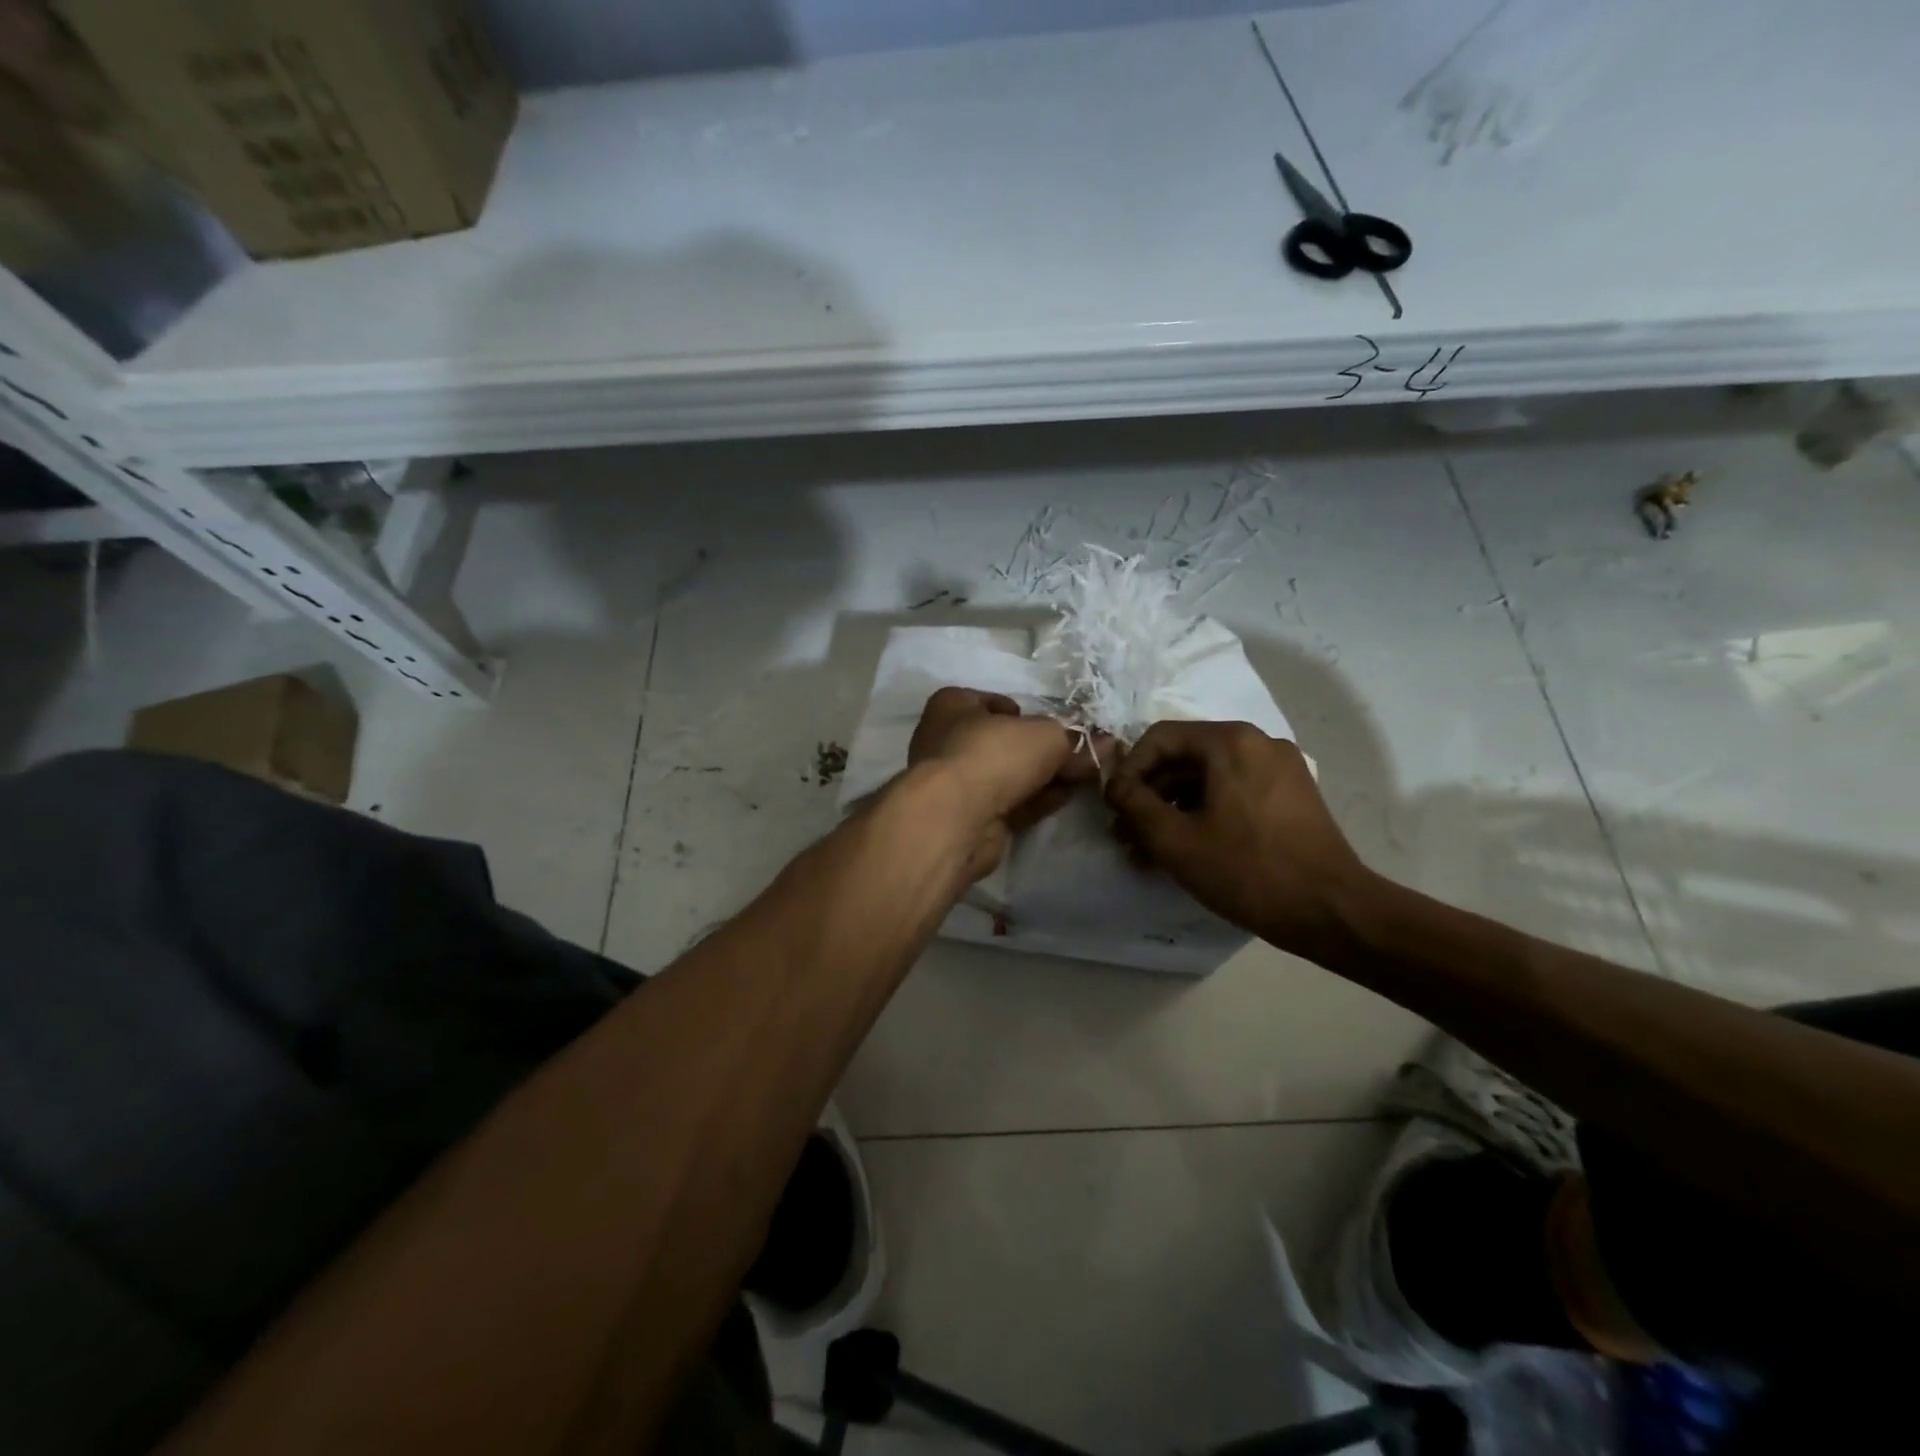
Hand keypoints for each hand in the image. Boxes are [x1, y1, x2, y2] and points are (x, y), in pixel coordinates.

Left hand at [907, 687, 1103, 879]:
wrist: (956, 817)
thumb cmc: (993, 754)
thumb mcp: (1045, 736)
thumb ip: (1074, 740)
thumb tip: (1107, 744)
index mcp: (952, 706)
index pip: (993, 702)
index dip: (1026, 713)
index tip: (1053, 724)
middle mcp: (948, 741)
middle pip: (1005, 742)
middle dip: (1041, 749)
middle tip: (1080, 754)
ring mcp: (957, 783)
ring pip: (1008, 775)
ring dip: (1044, 776)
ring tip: (1083, 775)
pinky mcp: (969, 817)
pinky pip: (1010, 803)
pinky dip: (1037, 799)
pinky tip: (1066, 797)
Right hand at [1105, 721, 1376, 963]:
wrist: (1332, 912)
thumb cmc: (1248, 871)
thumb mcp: (1176, 840)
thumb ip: (1135, 804)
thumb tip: (1114, 784)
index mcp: (1231, 742)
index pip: (1160, 738)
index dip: (1128, 770)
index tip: (1114, 807)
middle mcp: (1258, 743)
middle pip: (1185, 757)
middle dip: (1149, 794)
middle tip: (1125, 833)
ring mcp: (1279, 768)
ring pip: (1208, 777)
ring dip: (1173, 808)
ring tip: (1148, 849)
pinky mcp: (1291, 795)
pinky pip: (1233, 791)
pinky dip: (1204, 813)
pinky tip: (1186, 848)